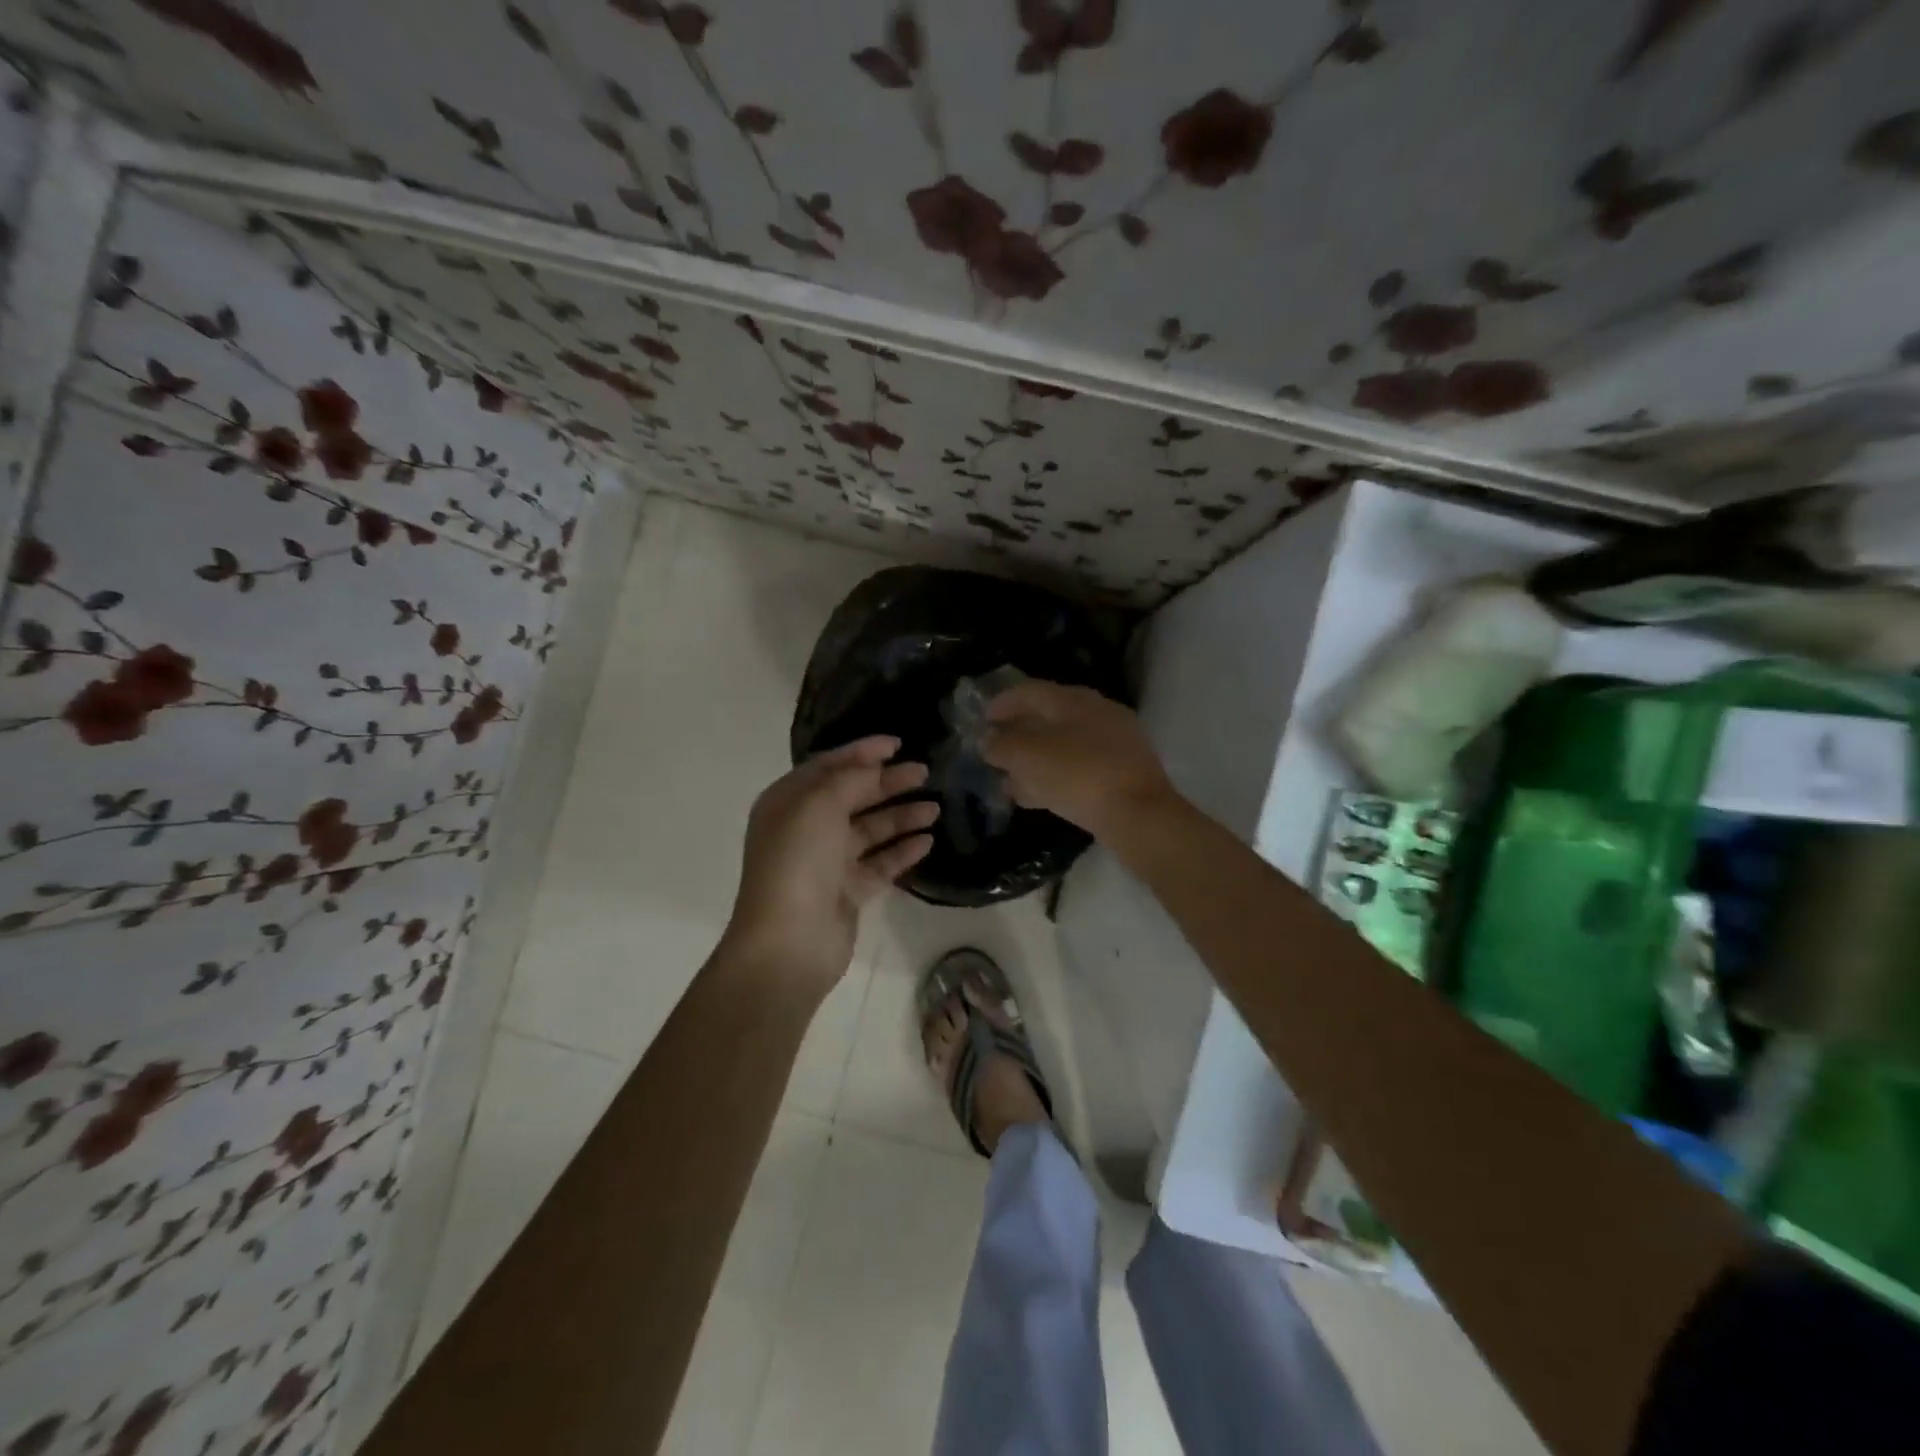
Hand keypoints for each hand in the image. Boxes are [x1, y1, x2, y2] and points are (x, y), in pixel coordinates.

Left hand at [720, 736, 938, 998]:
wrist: (788, 942)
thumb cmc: (798, 862)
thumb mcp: (819, 805)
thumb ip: (850, 779)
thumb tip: (873, 767)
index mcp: (788, 802)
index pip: (828, 766)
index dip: (862, 752)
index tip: (898, 744)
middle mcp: (806, 828)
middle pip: (853, 796)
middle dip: (887, 782)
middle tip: (925, 773)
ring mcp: (827, 862)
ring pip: (870, 830)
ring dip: (901, 816)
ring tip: (935, 808)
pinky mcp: (847, 891)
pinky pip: (880, 863)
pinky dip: (902, 851)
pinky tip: (928, 841)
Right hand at [983, 681, 1176, 840]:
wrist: (1140, 814)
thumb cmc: (1079, 776)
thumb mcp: (1029, 758)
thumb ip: (1002, 745)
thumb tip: (987, 740)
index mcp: (1073, 699)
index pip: (1030, 691)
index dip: (1002, 703)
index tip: (983, 719)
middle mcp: (1096, 712)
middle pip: (1047, 717)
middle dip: (1017, 735)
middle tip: (995, 752)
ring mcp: (1113, 742)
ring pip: (1062, 745)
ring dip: (1033, 760)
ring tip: (1010, 782)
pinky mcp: (1122, 771)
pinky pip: (1078, 767)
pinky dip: (1054, 777)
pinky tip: (1038, 797)